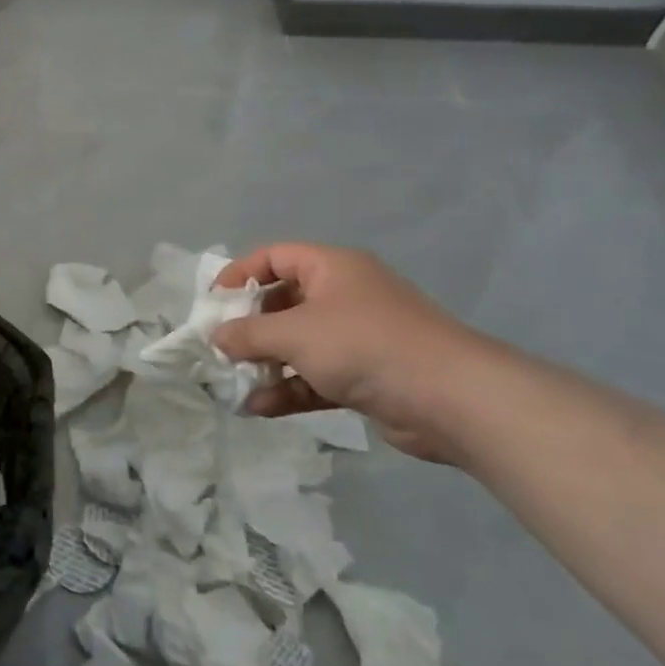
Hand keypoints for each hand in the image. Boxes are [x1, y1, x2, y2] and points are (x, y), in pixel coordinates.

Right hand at [210, 244, 492, 463]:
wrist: (452, 399)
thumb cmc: (364, 345)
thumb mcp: (295, 333)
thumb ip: (248, 334)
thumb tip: (216, 337)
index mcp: (331, 268)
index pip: (274, 257)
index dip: (240, 274)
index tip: (213, 303)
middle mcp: (343, 296)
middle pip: (283, 303)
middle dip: (249, 328)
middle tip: (220, 348)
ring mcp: (356, 338)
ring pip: (297, 344)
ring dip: (265, 364)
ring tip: (233, 384)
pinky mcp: (365, 376)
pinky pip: (315, 376)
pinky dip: (289, 389)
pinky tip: (259, 408)